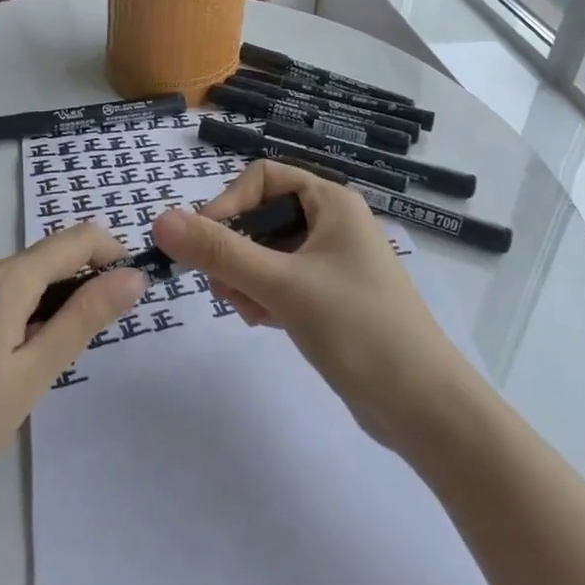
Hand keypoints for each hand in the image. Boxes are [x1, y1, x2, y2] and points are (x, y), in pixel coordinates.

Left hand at [0, 223, 144, 535]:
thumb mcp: (32, 377)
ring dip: (28, 307)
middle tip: (65, 353)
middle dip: (65, 292)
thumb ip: (84, 318)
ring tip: (17, 371)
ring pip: (2, 282)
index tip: (127, 284)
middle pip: (35, 264)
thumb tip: (132, 274)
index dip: (108, 253)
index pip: (72, 241)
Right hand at [149, 163, 480, 454]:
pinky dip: (264, 296)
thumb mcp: (282, 285)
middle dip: (234, 249)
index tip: (205, 245)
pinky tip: (264, 323)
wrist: (424, 407)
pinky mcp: (329, 297)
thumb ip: (220, 251)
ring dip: (245, 277)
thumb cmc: (358, 329)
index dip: (228, 204)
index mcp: (331, 202)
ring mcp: (332, 262)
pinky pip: (281, 281)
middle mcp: (332, 223)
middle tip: (224, 287)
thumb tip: (160, 219)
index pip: (262, 178)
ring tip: (249, 311)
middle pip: (261, 215)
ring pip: (267, 252)